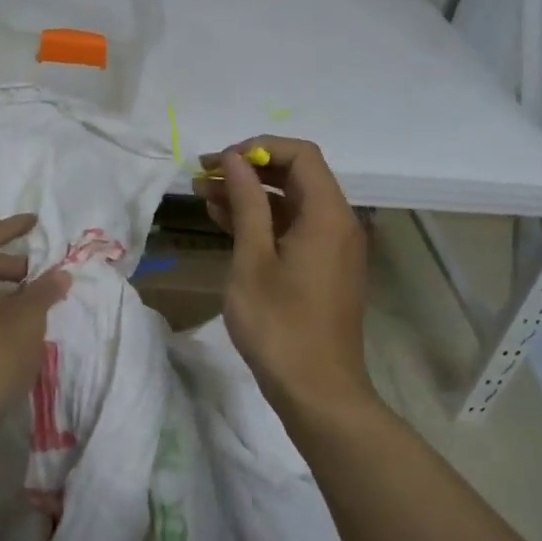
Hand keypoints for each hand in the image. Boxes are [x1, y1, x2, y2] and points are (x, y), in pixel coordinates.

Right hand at [194, 139, 371, 411]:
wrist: (317, 392)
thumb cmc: (280, 325)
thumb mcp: (253, 259)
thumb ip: (246, 202)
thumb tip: (233, 159)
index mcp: (327, 214)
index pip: (300, 155)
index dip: (257, 148)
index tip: (218, 162)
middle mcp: (338, 222)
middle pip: (296, 176)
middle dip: (248, 170)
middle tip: (203, 176)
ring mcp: (333, 247)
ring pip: (291, 203)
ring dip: (251, 196)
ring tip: (204, 194)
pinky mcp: (324, 268)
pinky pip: (294, 229)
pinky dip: (263, 221)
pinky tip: (226, 222)